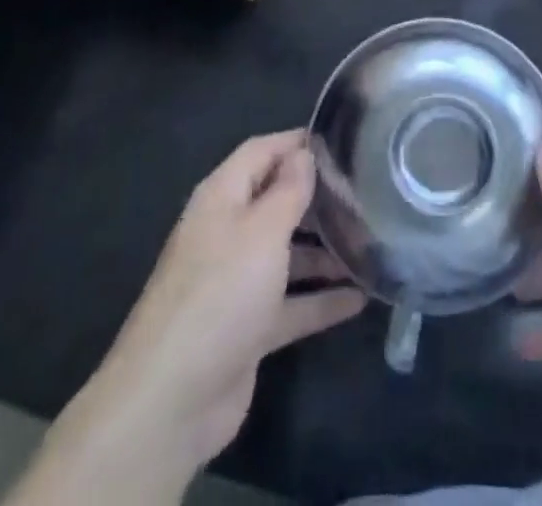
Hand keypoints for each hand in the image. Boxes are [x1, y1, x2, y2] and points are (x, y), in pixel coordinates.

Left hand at [16, 132, 364, 505]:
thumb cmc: (220, 293)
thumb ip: (288, 190)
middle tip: (366, 193)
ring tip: (371, 244)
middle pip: (276, 201)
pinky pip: (291, 303)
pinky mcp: (247, 328)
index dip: (297, 143)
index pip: (261, 152)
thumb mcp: (262, 230)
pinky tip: (360, 298)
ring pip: (286, 253)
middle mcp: (227, 232)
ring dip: (324, 250)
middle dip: (317, 197)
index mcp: (222, 198)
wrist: (171, 401)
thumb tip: (304, 153)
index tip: (343, 141)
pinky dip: (321, 299)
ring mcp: (236, 282)